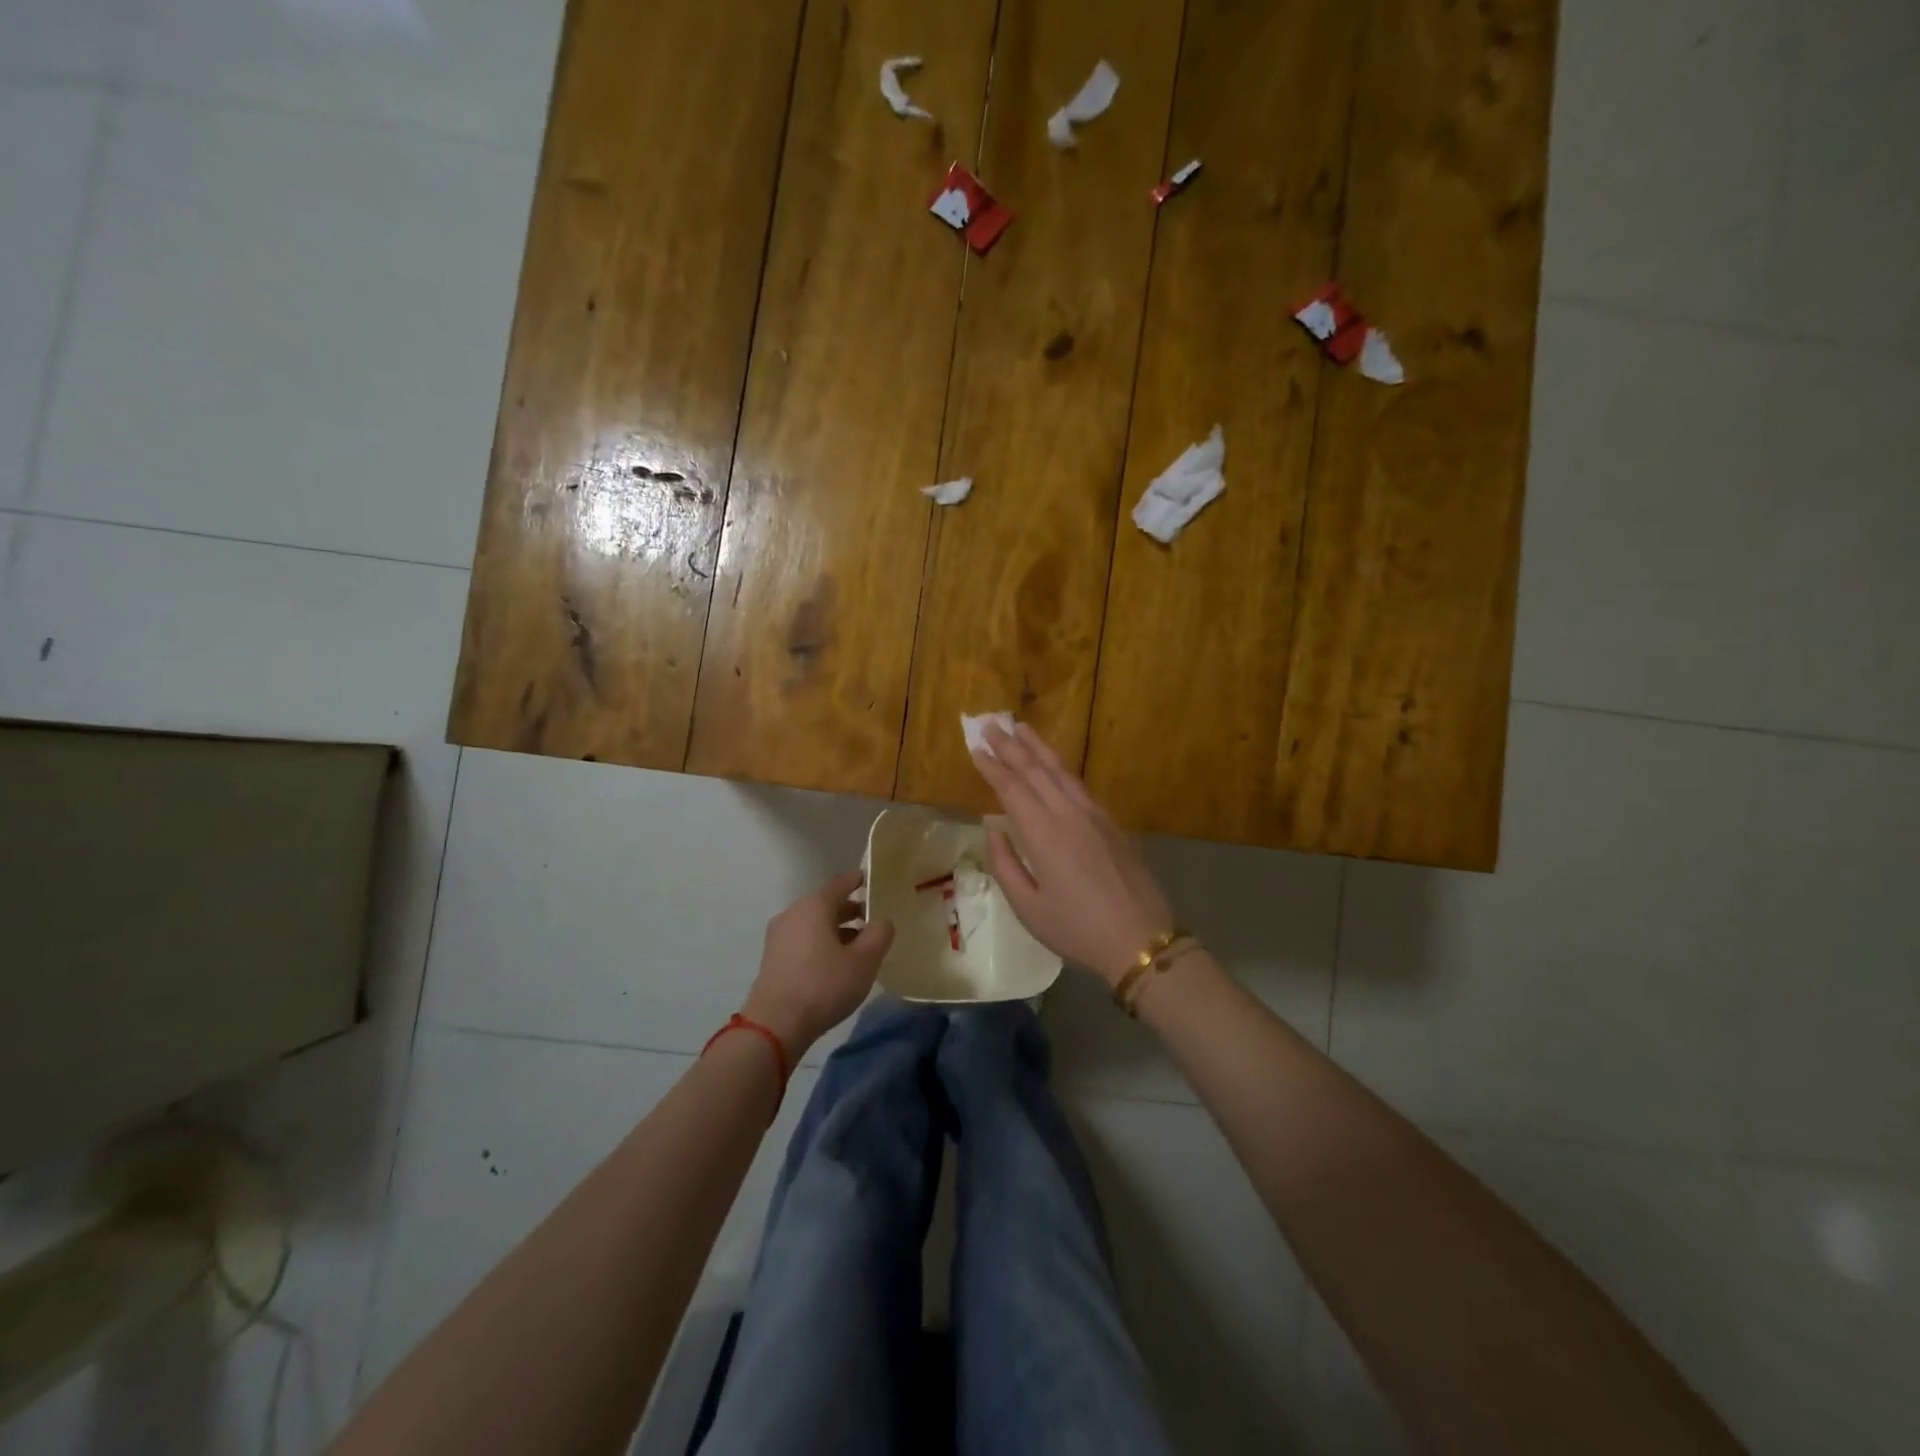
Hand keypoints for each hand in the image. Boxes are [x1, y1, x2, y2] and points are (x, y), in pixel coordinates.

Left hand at [741, 871, 894, 1057]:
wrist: (775, 1024)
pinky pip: (803, 940)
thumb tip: (882, 921)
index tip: (874, 882)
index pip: (842, 883)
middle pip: (827, 904)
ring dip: (836, 930)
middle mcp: (793, 913)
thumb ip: (880, 934)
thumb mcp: (865, 961)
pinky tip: (834, 964)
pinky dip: (821, 943)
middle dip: (851, 910)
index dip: (860, 880)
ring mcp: (779, 936)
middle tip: (873, 921)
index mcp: (815, 906)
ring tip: (858, 947)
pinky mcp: (773, 958)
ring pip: (814, 923)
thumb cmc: (824, 986)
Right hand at [970, 722, 1176, 985]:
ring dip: (1039, 748)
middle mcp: (1068, 814)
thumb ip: (1005, 865)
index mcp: (1043, 834)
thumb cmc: (1077, 929)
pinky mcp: (1112, 823)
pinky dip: (1061, 768)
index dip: (992, 766)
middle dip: (1011, 746)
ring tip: (1022, 728)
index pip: (1012, 788)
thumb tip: (993, 830)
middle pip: (1036, 770)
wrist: (1141, 939)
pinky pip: (1080, 785)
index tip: (976, 747)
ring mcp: (1094, 815)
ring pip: (1061, 771)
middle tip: (991, 724)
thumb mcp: (1029, 908)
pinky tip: (1055, 766)